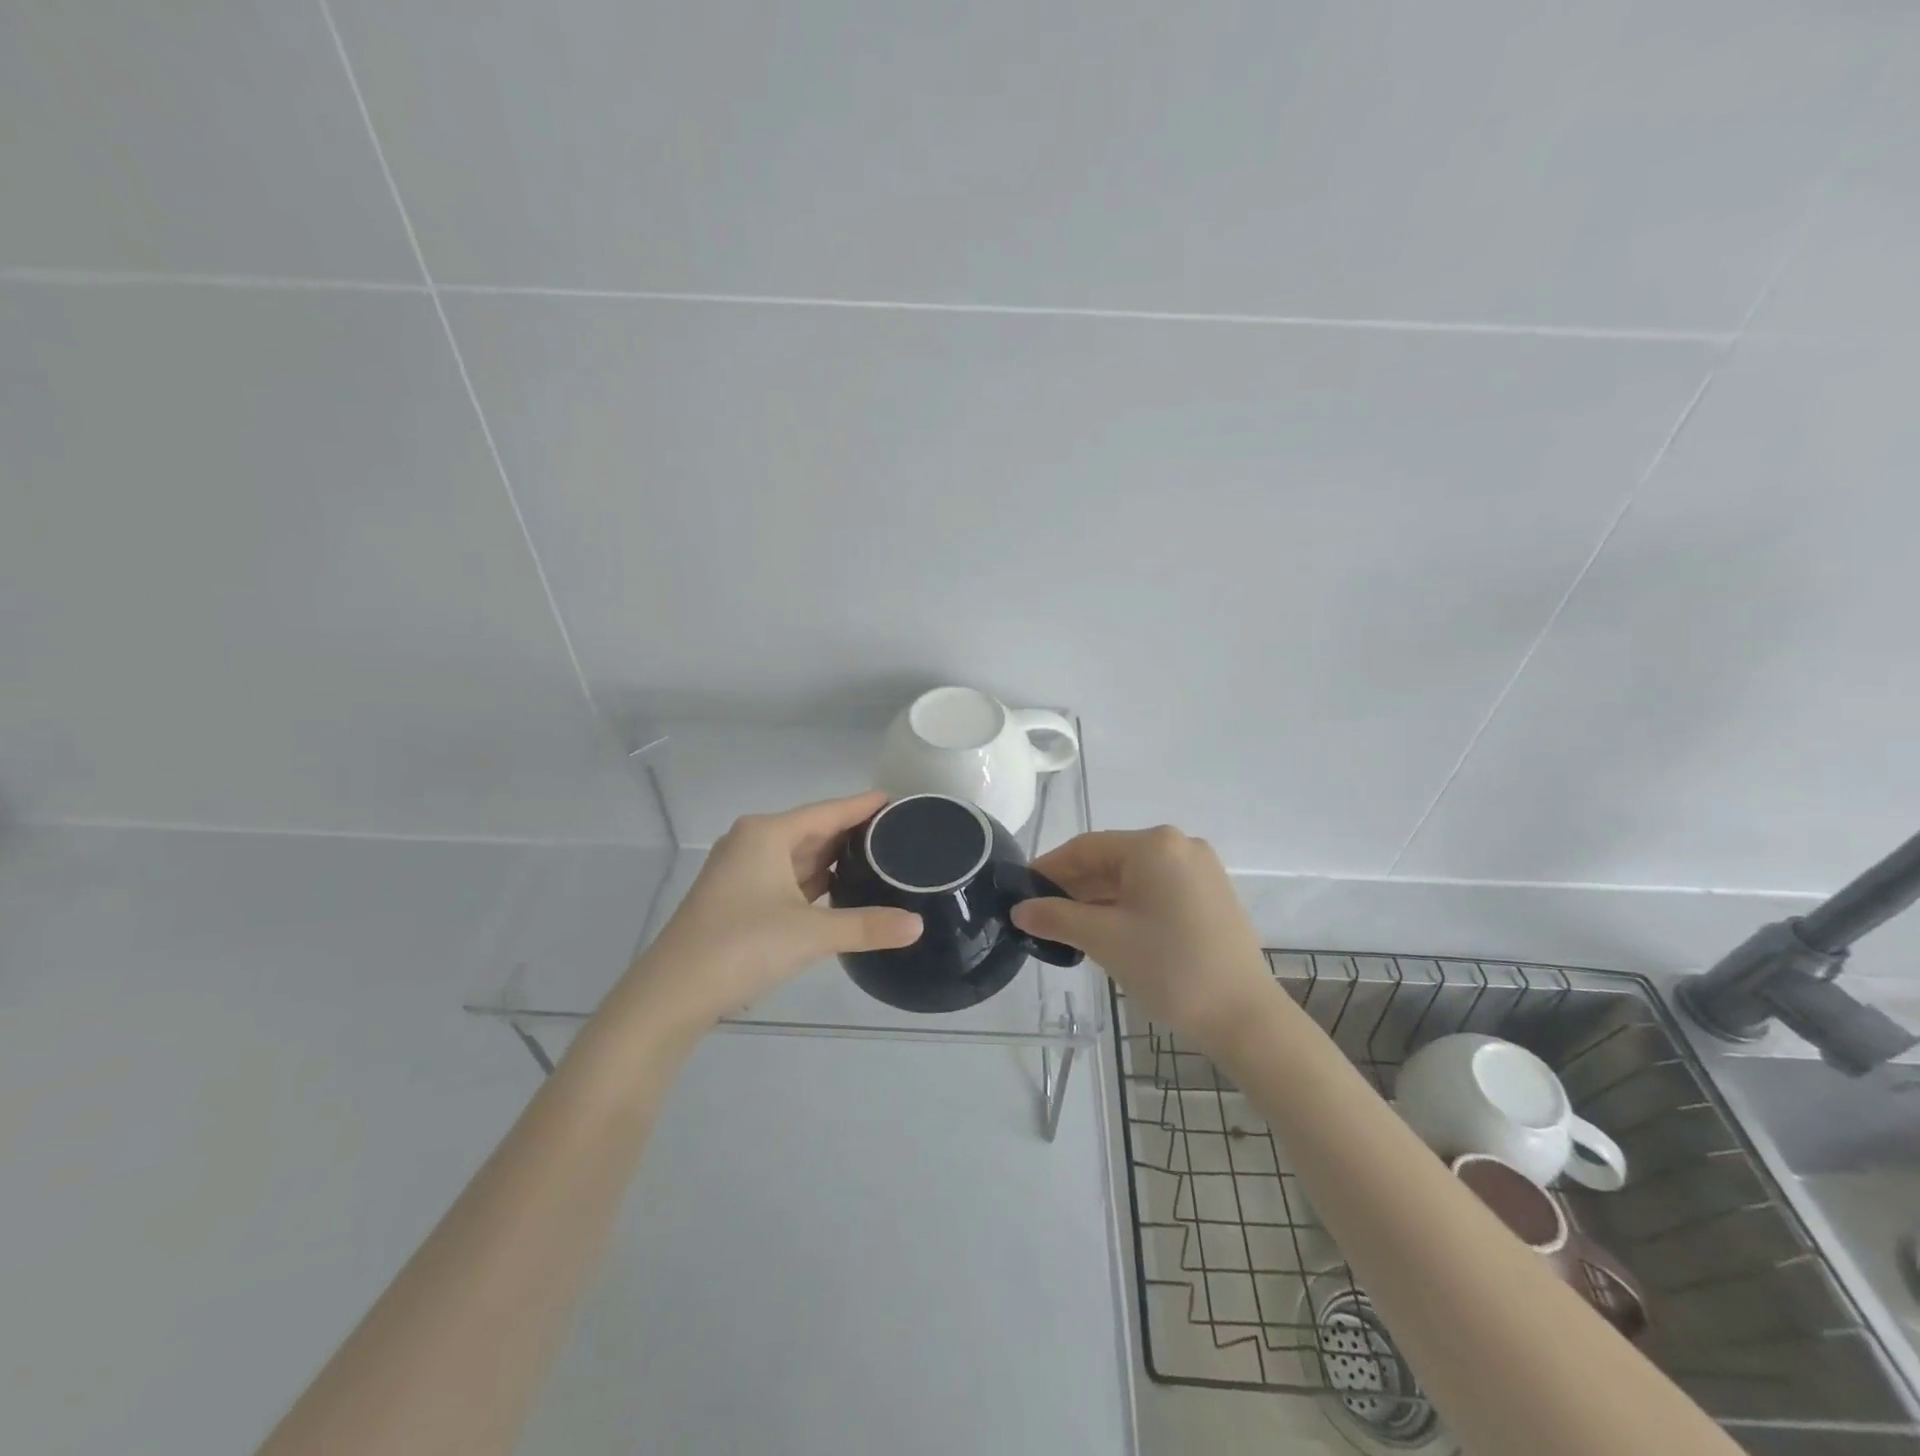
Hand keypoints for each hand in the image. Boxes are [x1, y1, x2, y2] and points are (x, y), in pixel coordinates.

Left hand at [609, 792, 922, 1038]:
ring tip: (877, 857)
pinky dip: (813, 881)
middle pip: (812, 830)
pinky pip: (786, 878)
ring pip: (797, 856)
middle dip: (851, 833)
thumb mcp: (810, 934)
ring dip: (832, 858)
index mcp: (767, 834)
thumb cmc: (741, 946)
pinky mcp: (738, 899)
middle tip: (897, 833)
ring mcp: (742, 872)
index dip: (862, 806)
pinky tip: (840, 888)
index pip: (827, 811)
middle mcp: (752, 843)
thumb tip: (917, 925)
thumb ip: (866, 926)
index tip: (897, 800)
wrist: (673, 994)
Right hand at [1011, 827, 1274, 1052]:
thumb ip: (1056, 917)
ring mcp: (1200, 870)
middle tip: (1041, 914)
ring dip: (1099, 898)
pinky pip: (1157, 890)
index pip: (1086, 847)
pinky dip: (1128, 905)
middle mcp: (1180, 846)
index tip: (1021, 890)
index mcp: (1154, 845)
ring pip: (1134, 877)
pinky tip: (1107, 930)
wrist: (1244, 1017)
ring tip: (1068, 927)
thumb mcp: (1104, 940)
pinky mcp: (1211, 895)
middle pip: (1111, 859)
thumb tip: (1020, 910)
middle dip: (1074, 886)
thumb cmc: (1170, 968)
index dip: (1049, 868)